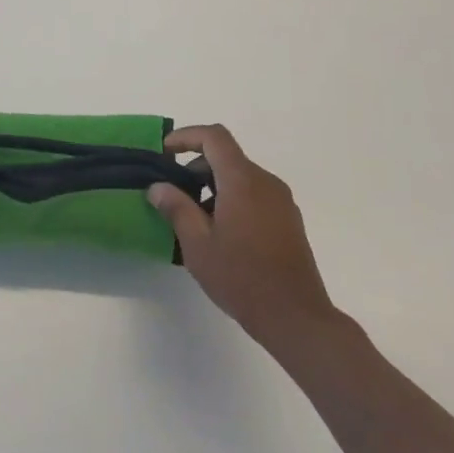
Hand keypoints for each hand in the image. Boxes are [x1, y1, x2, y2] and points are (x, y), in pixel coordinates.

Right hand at [147, 124, 339, 343]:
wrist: (295, 316)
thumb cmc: (241, 277)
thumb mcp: (198, 244)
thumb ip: (176, 208)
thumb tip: (158, 187)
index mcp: (243, 181)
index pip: (214, 137)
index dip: (186, 136)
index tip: (164, 152)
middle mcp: (266, 182)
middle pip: (227, 157)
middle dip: (196, 167)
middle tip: (173, 195)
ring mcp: (281, 201)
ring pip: (241, 177)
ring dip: (213, 186)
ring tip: (193, 220)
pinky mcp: (288, 220)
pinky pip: (255, 195)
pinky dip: (232, 199)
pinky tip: (220, 234)